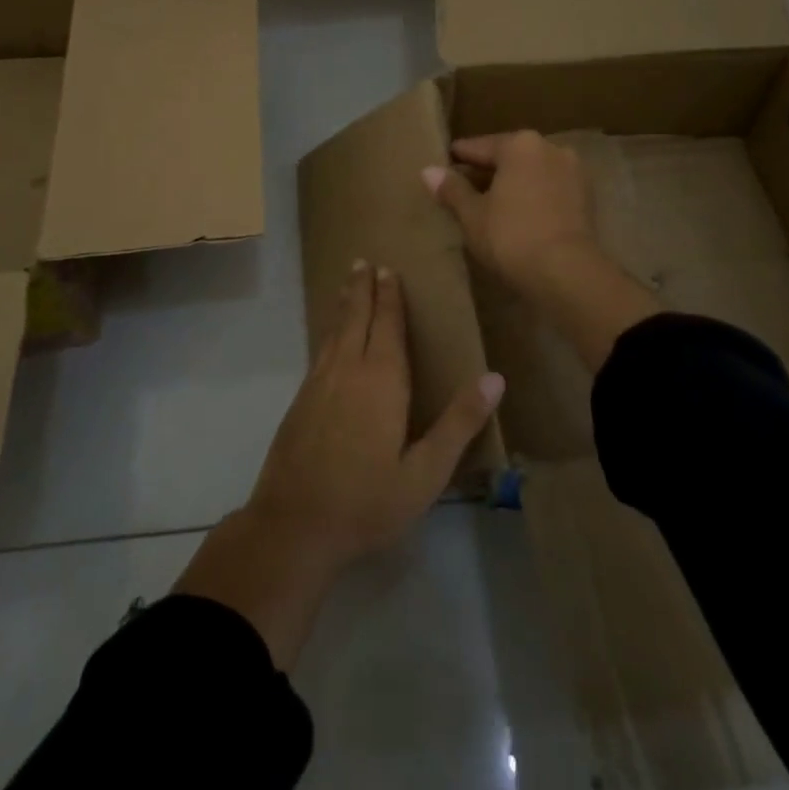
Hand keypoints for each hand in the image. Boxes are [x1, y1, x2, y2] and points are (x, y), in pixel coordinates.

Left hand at [173, 262, 503, 669]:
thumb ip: (459, 423)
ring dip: (343, 305)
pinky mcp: (300, 402)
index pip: (388, 326)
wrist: (293, 527)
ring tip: (347, 284)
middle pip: (356, 319)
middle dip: (361, 289)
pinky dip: (328, 332)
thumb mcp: (426, 472)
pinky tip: (330, 338)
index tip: (389, 270)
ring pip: (334, 332)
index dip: (390, 298)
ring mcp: (318, 384)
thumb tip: (496, 378)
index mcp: (381, 381)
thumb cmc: (367, 502)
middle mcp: (347, 371)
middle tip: (363, 262)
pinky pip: (320, 351)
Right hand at [423, 132, 596, 293]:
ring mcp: (573, 171)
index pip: (480, 147)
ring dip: (512, 184)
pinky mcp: (586, 198)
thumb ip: (452, 189)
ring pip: (531, 173)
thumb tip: (428, 171)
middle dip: (487, 172)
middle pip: (509, 157)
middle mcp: (550, 148)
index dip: (459, 158)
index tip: (444, 164)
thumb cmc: (511, 236)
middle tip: (462, 188)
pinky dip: (532, 197)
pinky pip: (549, 190)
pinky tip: (517, 215)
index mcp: (520, 144)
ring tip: (489, 205)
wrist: (567, 272)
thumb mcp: (472, 214)